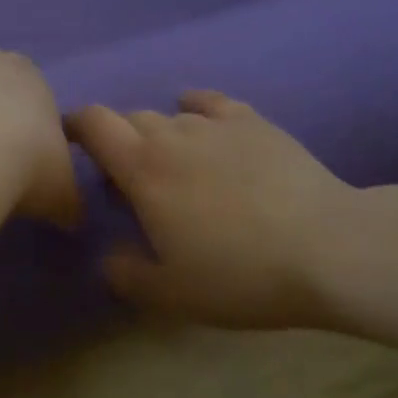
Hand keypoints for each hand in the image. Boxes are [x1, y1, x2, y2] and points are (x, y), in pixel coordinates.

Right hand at [67, 91, 355, 327]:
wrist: (329, 249)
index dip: (73, 126)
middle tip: (126, 181)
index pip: (93, 124)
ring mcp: (217, 125)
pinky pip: (212, 104)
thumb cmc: (239, 274)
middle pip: (129, 119)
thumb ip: (125, 274)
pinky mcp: (256, 124)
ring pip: (170, 115)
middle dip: (117, 142)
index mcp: (142, 168)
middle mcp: (173, 134)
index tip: (68, 143)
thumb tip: (110, 258)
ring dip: (157, 135)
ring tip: (170, 165)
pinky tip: (199, 120)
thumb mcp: (169, 293)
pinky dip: (195, 109)